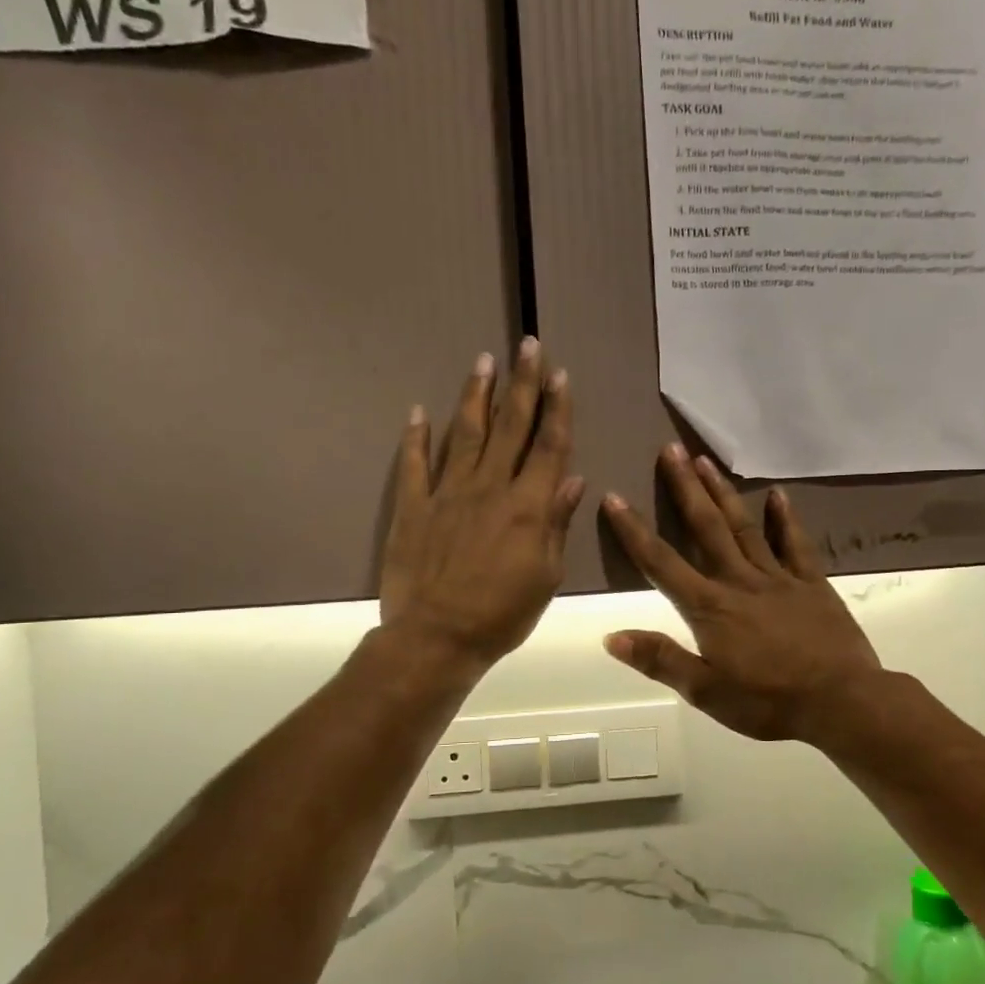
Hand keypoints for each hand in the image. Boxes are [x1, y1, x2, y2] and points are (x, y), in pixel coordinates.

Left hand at [380, 340, 583, 670]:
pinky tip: (419, 411)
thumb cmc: (502, 614)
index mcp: (527, 506)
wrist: (437, 638)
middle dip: (522, 384)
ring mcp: (447, 493)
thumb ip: (556, 523)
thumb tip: (571, 479)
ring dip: (477, 395)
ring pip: (465, 433)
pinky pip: (414, 464)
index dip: (556, 408)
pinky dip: (416, 437)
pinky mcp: (413, 506)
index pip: (548, 446)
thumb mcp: (546, 575)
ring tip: (484, 360)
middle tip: (528, 345)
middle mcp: (489, 488)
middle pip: (510, 426)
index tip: (560, 375)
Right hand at [601, 445, 882, 743]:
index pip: (661, 563)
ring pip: (744, 526)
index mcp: (709, 607)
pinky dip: (785, 518)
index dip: (634, 530)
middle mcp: (739, 580)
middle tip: (670, 449)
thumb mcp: (706, 691)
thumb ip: (660, 660)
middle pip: (706, 527)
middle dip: (684, 488)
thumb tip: (611, 636)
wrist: (841, 702)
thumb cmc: (768, 701)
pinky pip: (795, 544)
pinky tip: (777, 494)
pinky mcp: (811, 582)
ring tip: (705, 459)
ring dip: (722, 492)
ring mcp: (778, 577)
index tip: (614, 497)